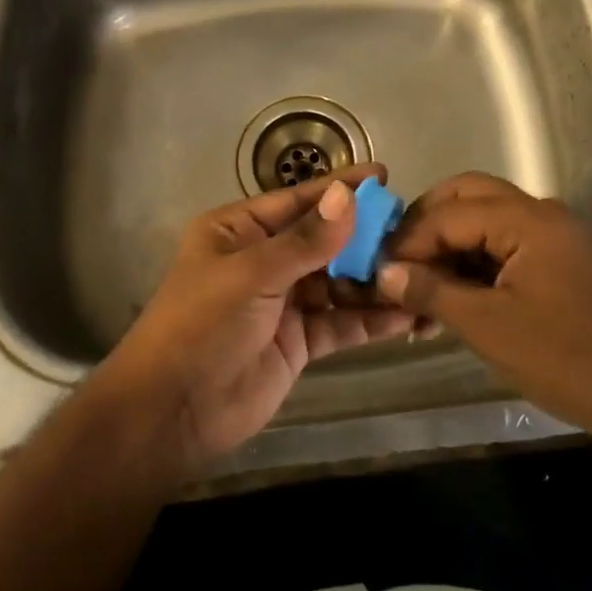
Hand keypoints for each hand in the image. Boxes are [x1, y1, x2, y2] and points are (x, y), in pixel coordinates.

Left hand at [97, 164, 416, 471]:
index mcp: (239, 231)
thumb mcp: (251, 274)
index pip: (298, 201)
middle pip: (324, 240)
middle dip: (365, 236)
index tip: (384, 177)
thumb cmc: (201, 326)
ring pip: (338, 282)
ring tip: (419, 273)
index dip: (340, 189)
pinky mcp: (299, 340)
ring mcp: (283, 301)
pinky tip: (407, 315)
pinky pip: (341, 322)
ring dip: (374, 280)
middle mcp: (264, 259)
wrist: (172, 413)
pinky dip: (371, 319)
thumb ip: (305, 241)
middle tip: (414, 231)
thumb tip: (347, 197)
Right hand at [375, 172, 591, 446]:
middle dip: (426, 224)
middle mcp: (540, 213)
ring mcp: (553, 235)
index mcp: (526, 219)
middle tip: (396, 261)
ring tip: (418, 283)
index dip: (408, 239)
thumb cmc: (566, 358)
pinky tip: (452, 294)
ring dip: (449, 243)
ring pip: (485, 217)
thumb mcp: (488, 327)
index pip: (449, 213)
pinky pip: (504, 242)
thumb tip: (384, 273)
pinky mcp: (559, 260)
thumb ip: (432, 291)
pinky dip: (474, 259)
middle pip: (467, 195)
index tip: (377, 268)